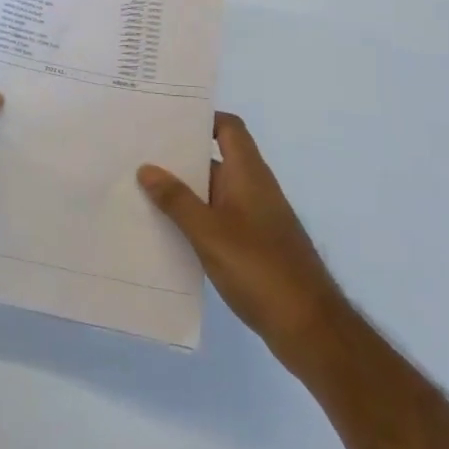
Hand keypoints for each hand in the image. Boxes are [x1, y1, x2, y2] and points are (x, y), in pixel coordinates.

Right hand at [139, 113, 347, 376]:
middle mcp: (253, 189)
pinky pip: (217, 220)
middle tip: (138, 152)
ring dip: (182, 192)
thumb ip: (176, 200)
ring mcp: (255, 219)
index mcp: (249, 174)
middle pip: (214, 159)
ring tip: (140, 190)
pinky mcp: (253, 247)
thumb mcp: (209, 232)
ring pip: (212, 193)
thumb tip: (147, 168)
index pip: (228, 128)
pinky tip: (165, 230)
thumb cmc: (260, 269)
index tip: (165, 119)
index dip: (201, 118)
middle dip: (179, 157)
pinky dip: (194, 219)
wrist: (310, 330)